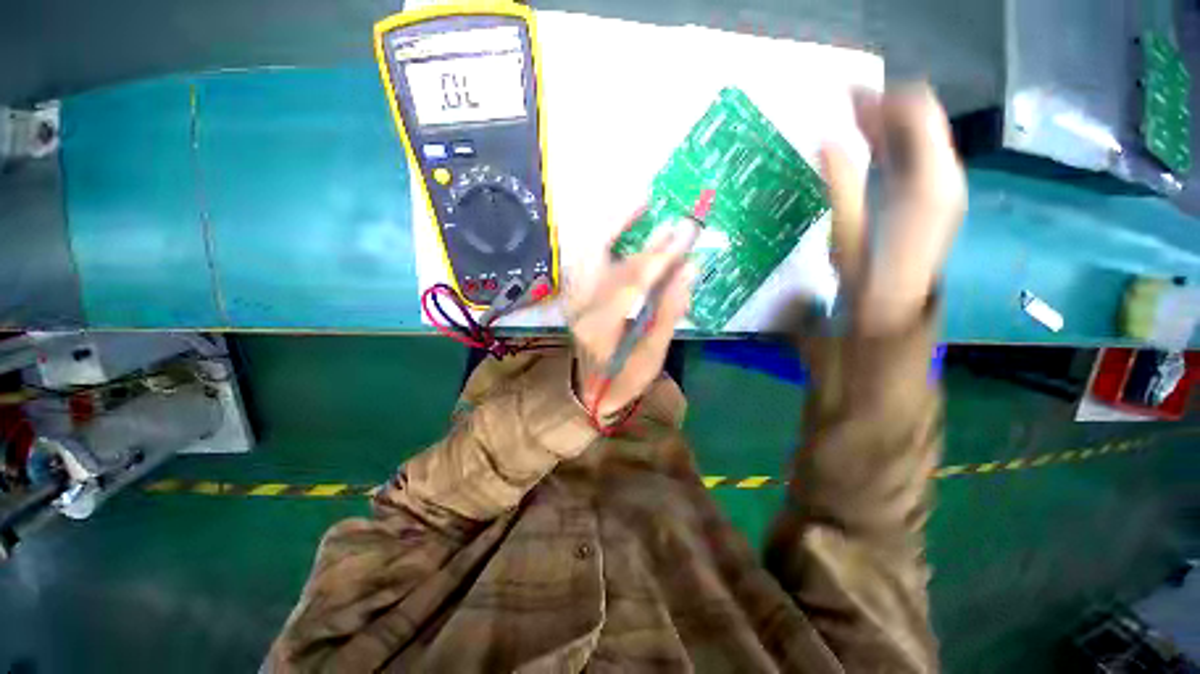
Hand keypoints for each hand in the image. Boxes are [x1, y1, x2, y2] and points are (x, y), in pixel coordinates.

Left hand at [566, 221, 695, 419]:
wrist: (589, 388)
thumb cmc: (623, 379)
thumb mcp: (652, 356)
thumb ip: (669, 312)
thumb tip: (690, 268)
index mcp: (598, 328)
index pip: (630, 284)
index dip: (659, 259)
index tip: (685, 238)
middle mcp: (579, 306)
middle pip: (608, 261)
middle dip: (643, 239)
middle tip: (672, 218)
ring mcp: (573, 296)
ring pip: (591, 249)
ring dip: (615, 223)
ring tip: (642, 200)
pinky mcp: (574, 291)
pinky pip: (588, 254)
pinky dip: (606, 234)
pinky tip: (624, 219)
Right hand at [821, 84, 966, 334]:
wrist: (894, 320)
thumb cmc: (868, 286)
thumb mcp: (849, 237)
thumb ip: (842, 186)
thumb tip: (828, 141)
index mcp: (927, 184)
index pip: (918, 115)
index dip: (882, 99)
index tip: (843, 95)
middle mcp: (943, 180)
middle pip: (920, 124)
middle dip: (882, 109)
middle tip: (839, 105)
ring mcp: (939, 191)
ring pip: (917, 141)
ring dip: (884, 127)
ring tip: (847, 123)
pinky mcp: (929, 203)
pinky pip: (914, 160)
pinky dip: (890, 148)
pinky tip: (864, 151)